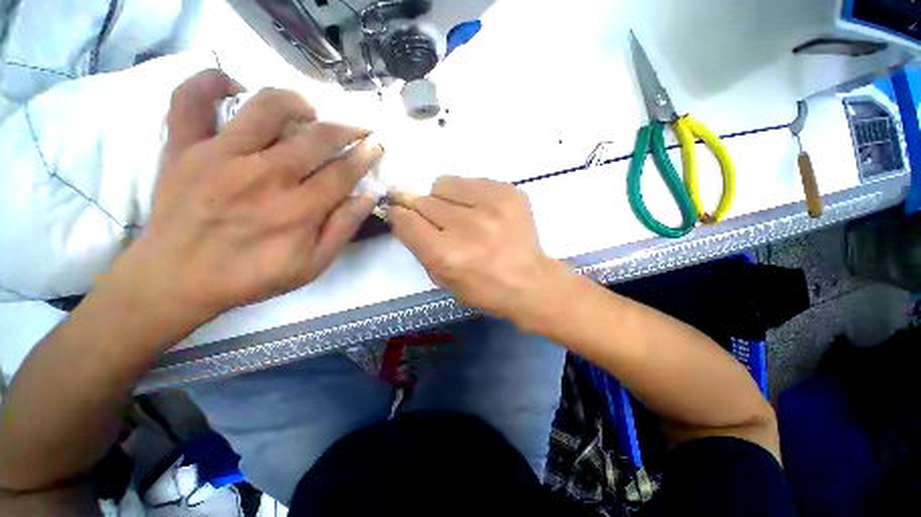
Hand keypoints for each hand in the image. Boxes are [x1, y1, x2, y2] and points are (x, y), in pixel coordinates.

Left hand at [108, 70, 382, 327]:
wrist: (176, 280)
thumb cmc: (251, 276)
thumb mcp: (312, 265)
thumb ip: (342, 230)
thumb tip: (366, 198)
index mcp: (298, 210)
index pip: (343, 172)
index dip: (365, 155)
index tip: (376, 145)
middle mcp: (264, 176)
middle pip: (315, 137)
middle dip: (346, 129)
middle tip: (356, 129)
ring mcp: (219, 156)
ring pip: (265, 107)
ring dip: (296, 102)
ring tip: (307, 111)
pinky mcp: (182, 147)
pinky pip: (190, 99)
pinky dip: (210, 81)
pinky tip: (233, 88)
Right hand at [389, 176, 564, 321]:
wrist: (529, 281)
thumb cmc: (483, 289)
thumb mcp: (443, 280)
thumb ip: (420, 248)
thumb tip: (405, 216)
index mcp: (447, 255)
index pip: (406, 220)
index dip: (398, 214)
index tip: (398, 212)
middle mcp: (466, 227)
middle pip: (423, 200)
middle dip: (421, 208)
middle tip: (434, 218)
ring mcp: (490, 206)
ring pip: (445, 184)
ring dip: (445, 198)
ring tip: (460, 213)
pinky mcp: (508, 192)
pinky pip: (472, 181)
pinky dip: (469, 194)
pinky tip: (482, 211)